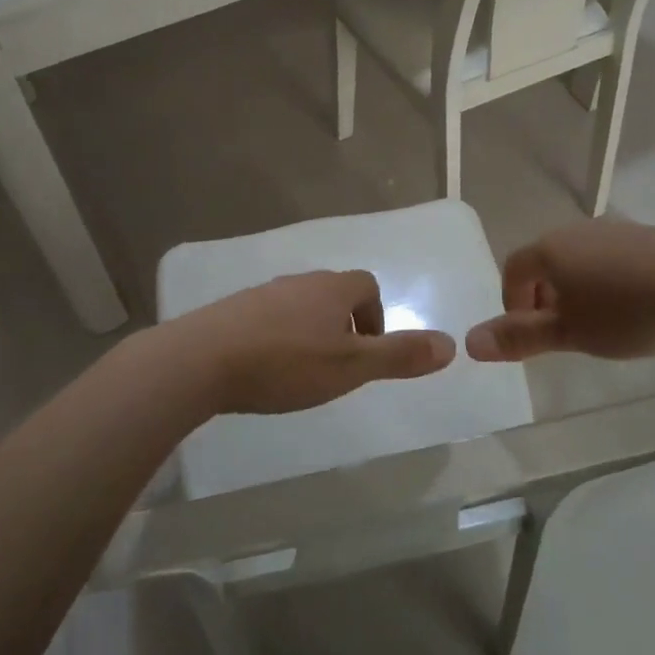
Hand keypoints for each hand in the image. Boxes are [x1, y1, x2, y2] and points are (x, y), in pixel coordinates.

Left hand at [164, 270, 454, 414]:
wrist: (202, 360)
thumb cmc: (286, 363)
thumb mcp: (351, 367)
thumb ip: (399, 356)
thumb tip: (452, 345)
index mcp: (332, 288)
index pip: (367, 286)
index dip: (375, 318)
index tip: (364, 354)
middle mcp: (299, 282)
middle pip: (334, 294)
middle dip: (343, 327)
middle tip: (336, 368)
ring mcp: (263, 293)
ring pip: (300, 307)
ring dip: (309, 333)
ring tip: (300, 373)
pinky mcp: (233, 310)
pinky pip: (268, 318)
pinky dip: (277, 338)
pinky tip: (265, 369)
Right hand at [465, 220, 654, 361]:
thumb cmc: (628, 311)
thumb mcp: (570, 333)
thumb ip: (520, 338)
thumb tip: (469, 342)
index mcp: (549, 250)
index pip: (513, 269)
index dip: (513, 303)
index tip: (532, 335)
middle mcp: (576, 231)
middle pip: (545, 262)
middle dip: (544, 298)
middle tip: (564, 333)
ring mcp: (615, 230)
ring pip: (579, 260)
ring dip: (577, 290)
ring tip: (601, 324)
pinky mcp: (648, 236)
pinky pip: (611, 258)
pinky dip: (608, 281)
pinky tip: (635, 307)